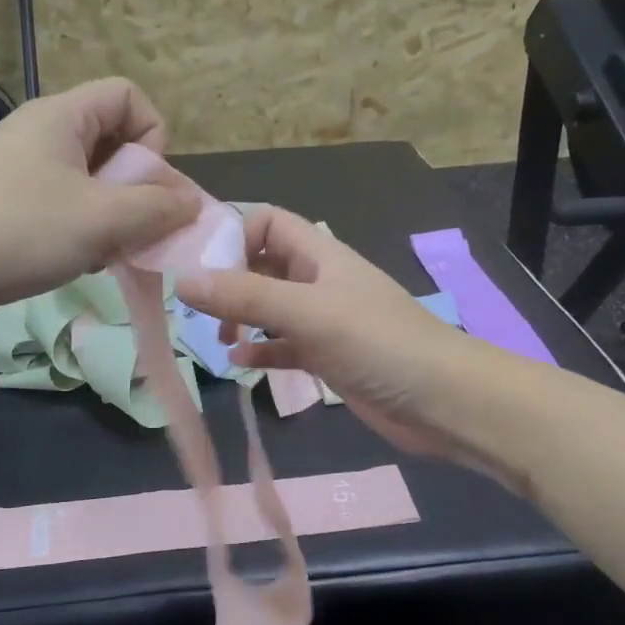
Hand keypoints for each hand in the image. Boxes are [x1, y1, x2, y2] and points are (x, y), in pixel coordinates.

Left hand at [0, 79, 200, 338]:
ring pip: (89, 185)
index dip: (153, 134)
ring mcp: (20, 175)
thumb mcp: (100, 219)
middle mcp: (40, 136)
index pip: (127, 96)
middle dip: (137, 188)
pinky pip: (63, 212)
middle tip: (138, 230)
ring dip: (112, 218)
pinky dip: (82, 235)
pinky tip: (78, 265)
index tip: (149, 185)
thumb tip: (192, 204)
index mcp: (61, 117)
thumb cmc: (17, 232)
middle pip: (112, 143)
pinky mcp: (6, 212)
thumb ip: (156, 209)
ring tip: (107, 254)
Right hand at [175, 207, 483, 461]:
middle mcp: (320, 281)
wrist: (443, 401)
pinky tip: (241, 361)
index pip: (267, 222)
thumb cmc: (378, 343)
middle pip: (263, 265)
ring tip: (217, 337)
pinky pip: (285, 345)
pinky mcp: (329, 357)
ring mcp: (325, 321)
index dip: (232, 234)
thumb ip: (246, 295)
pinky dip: (263, 349)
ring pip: (271, 307)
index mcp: (319, 254)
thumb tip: (182, 280)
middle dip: (229, 280)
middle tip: (198, 309)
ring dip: (242, 316)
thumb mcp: (308, 312)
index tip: (197, 266)